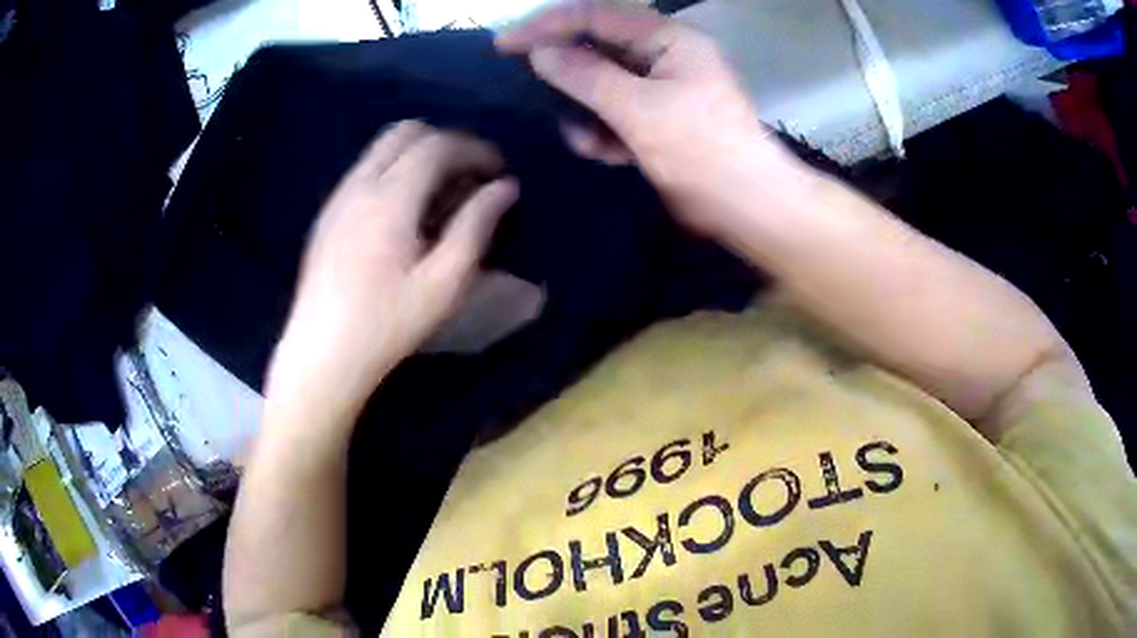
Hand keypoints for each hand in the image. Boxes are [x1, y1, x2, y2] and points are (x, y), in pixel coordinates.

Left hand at [267, 122, 517, 419]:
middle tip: (470, 177)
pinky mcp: (328, 214)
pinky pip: (366, 170)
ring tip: (442, 195)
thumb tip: (505, 187)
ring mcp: (338, 197)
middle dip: (446, 143)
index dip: (475, 149)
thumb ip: (477, 226)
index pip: (437, 145)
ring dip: (419, 155)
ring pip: (382, 148)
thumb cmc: (387, 324)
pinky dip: (395, 171)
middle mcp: (359, 184)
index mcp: (390, 198)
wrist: (322, 355)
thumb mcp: (445, 283)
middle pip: (406, 132)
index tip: (499, 171)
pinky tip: (406, 213)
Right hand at [497, 0, 803, 237]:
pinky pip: (616, 115)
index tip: (504, 44)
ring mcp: (662, 91)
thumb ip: (585, 76)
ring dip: (585, 112)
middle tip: (525, 85)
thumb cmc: (700, 149)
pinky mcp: (658, 122)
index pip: (597, 17)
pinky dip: (604, 134)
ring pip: (603, 87)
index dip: (548, 26)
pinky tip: (604, 153)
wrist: (746, 207)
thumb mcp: (638, 108)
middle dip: (565, 72)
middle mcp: (665, 57)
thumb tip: (539, 53)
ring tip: (587, 140)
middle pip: (598, 50)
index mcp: (669, 39)